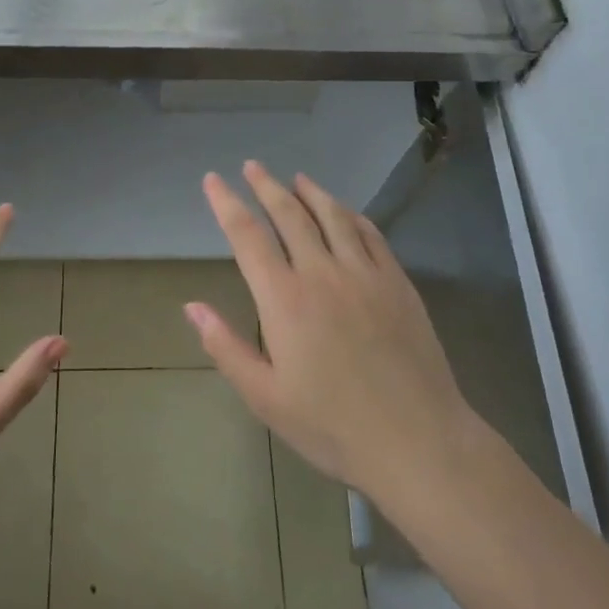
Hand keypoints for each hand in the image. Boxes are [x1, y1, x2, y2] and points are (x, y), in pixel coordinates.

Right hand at [188, 161, 493, 508]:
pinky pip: (369, 234)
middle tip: (253, 166)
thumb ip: (226, 347)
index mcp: (283, 299)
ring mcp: (363, 272)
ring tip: (296, 178)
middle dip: (266, 186)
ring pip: (331, 215)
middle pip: (288, 214)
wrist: (417, 441)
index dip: (226, 203)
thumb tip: (191, 306)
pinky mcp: (396, 281)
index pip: (247, 236)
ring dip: (310, 192)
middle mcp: (321, 272)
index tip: (213, 180)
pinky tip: (345, 211)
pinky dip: (351, 215)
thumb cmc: (332, 426)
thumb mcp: (266, 398)